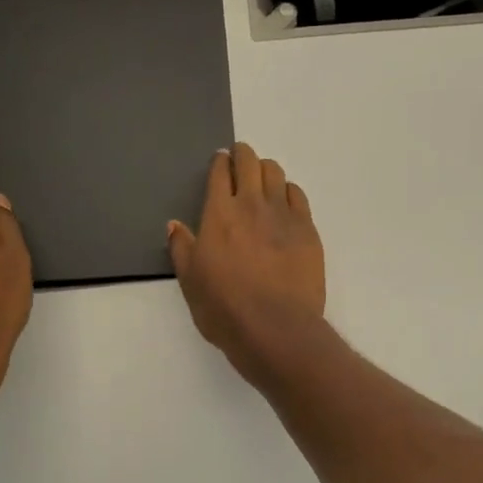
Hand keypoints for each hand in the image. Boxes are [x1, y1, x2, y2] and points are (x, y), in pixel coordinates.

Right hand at [168, 142, 325, 382]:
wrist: (276, 328)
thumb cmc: (225, 308)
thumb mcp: (190, 282)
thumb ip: (181, 248)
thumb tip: (174, 225)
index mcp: (219, 214)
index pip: (220, 173)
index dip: (219, 162)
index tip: (220, 160)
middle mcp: (252, 205)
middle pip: (250, 163)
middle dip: (243, 154)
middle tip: (241, 157)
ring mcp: (283, 215)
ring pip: (276, 174)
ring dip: (266, 170)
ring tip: (263, 177)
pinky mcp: (307, 229)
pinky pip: (298, 195)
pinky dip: (288, 190)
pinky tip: (285, 200)